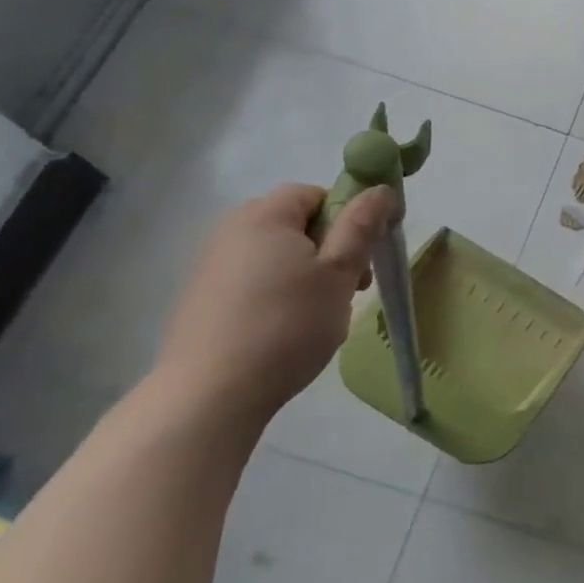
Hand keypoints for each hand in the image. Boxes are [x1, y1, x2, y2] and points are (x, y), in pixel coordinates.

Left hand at [154, 183, 396, 422]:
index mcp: (265, 215)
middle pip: (295, 224)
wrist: (212, 393)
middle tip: (351, 289)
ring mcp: (211, 266)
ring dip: (308, 275)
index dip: (347, 217)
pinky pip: (255, 281)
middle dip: (330, 249)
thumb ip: (361, 226)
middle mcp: (231, 230)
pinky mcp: (203, 299)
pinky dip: (279, 295)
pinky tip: (287, 330)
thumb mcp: (339, 273)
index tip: (361, 256)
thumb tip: (380, 189)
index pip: (315, 193)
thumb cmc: (287, 324)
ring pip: (278, 255)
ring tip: (321, 315)